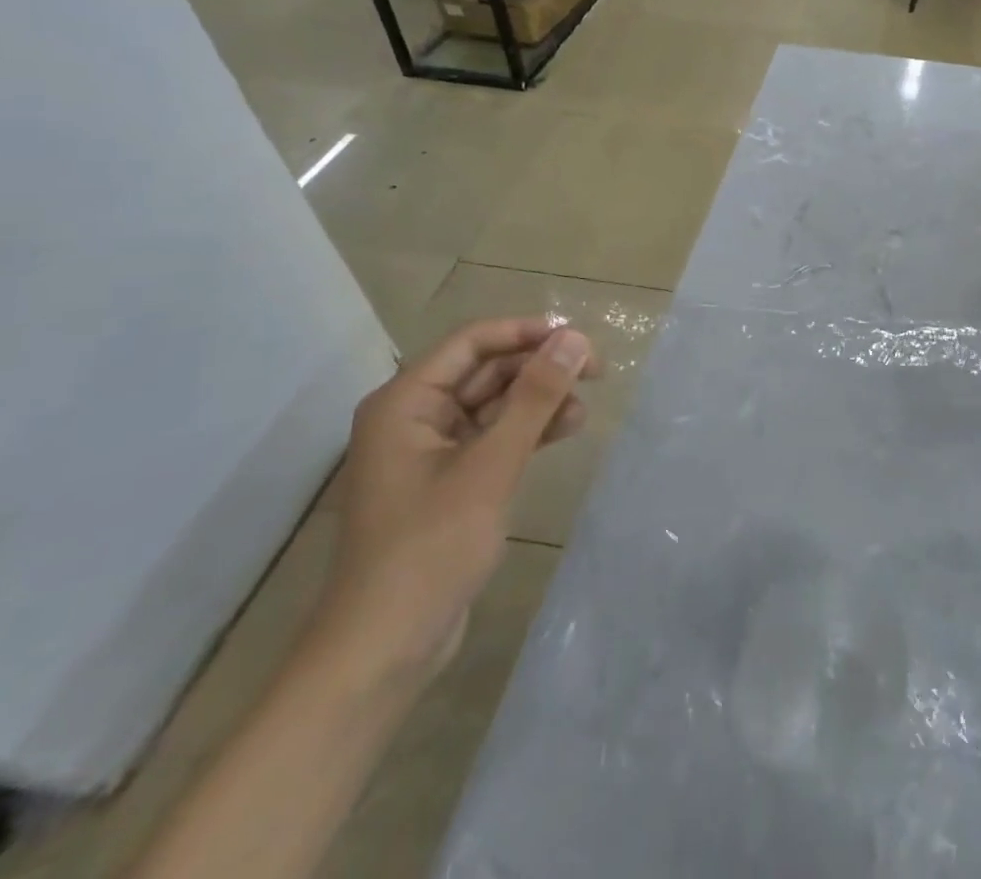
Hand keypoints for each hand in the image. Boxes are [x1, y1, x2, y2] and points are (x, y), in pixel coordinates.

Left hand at [311, 318, 597, 683]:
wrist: (384, 649)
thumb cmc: (430, 548)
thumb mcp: (491, 466)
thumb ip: (535, 398)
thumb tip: (575, 339)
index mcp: (405, 402)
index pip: (472, 342)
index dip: (527, 332)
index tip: (580, 339)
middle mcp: (414, 417)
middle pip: (486, 370)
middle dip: (539, 368)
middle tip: (595, 374)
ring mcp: (431, 451)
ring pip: (495, 403)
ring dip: (539, 400)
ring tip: (583, 411)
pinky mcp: (449, 481)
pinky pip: (494, 436)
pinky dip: (528, 430)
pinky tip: (565, 432)